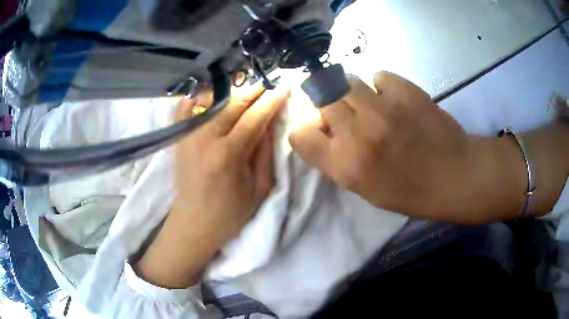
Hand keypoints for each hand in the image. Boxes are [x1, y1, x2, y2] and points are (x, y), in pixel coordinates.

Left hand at [135, 84, 288, 287]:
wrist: (194, 224)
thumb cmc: (230, 213)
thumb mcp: (259, 189)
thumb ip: (265, 152)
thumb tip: (270, 121)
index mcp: (228, 155)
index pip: (255, 118)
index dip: (272, 100)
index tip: (284, 88)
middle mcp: (205, 139)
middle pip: (233, 104)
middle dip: (254, 91)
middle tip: (268, 86)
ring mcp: (188, 136)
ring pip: (212, 101)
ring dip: (233, 93)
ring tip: (248, 92)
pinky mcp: (179, 139)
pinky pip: (185, 108)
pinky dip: (197, 96)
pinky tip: (210, 93)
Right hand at [289, 72, 533, 222]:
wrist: (454, 175)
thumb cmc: (410, 191)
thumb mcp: (365, 188)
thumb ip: (338, 160)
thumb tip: (325, 130)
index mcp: (345, 165)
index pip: (299, 134)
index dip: (307, 129)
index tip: (321, 129)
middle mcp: (357, 133)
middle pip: (320, 98)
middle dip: (329, 104)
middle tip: (347, 111)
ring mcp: (381, 108)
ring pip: (346, 80)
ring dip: (353, 91)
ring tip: (370, 102)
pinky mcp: (405, 90)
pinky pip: (379, 76)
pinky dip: (383, 85)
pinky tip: (395, 99)